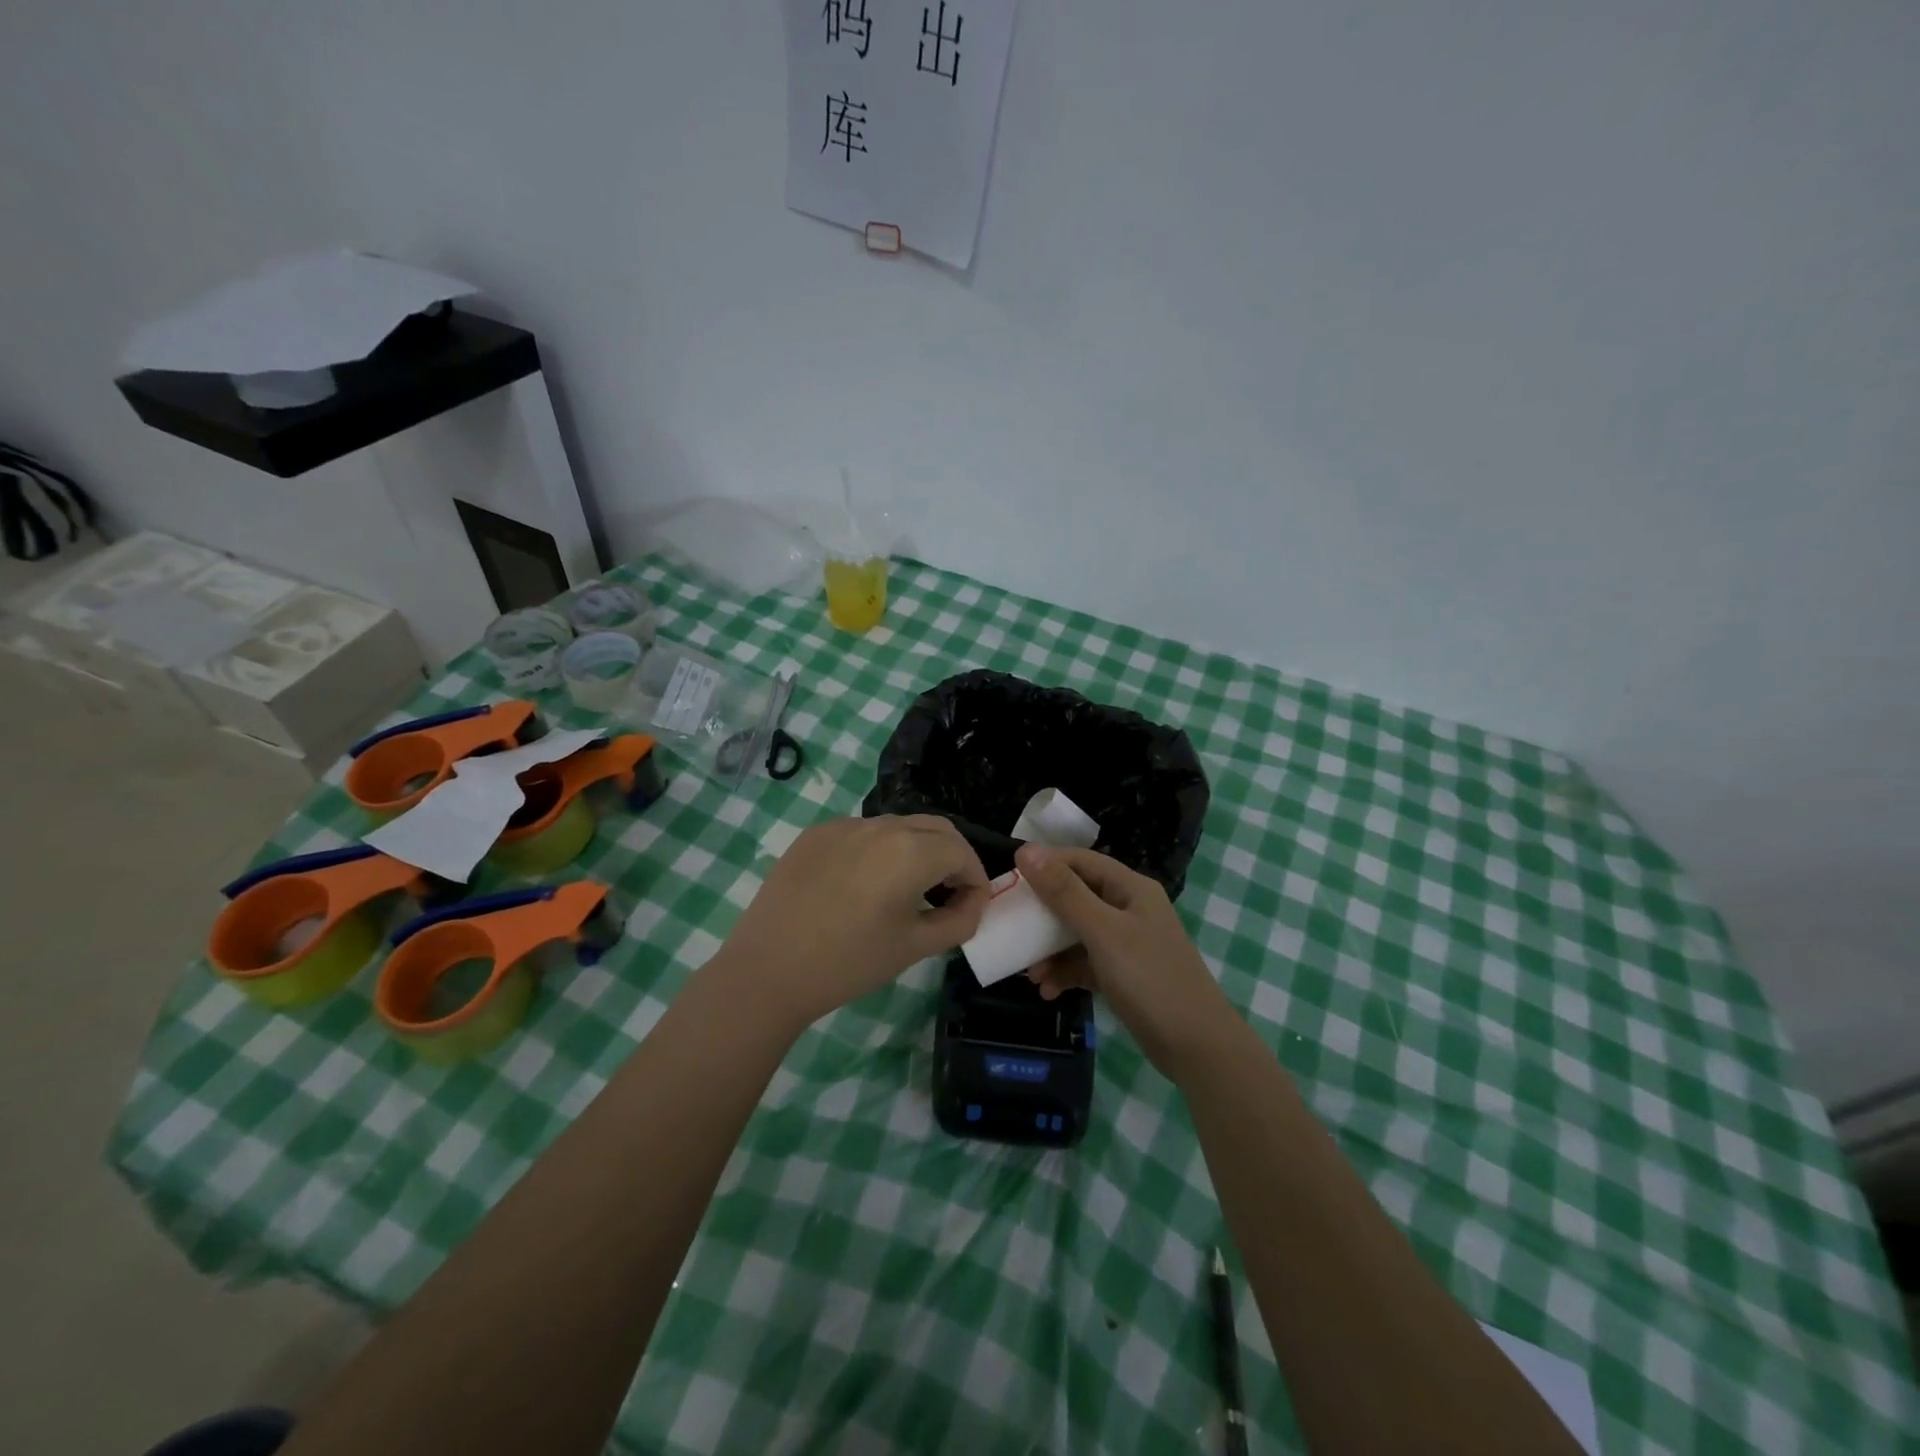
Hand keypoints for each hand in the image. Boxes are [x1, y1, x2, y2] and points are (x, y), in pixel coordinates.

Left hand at [711, 815, 989, 1030]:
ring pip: (898, 826)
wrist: (768, 970)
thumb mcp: (915, 947)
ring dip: (916, 850)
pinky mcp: (815, 834)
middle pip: (935, 828)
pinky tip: (865, 885)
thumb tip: (973, 904)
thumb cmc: (849, 963)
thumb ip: (958, 921)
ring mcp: (844, 825)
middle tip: (951, 892)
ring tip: (909, 889)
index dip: (976, 878)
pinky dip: (879, 850)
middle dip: (952, 856)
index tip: (974, 905)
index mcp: (910, 850)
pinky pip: (862, 833)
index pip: (961, 851)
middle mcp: (880, 826)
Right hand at [1016, 844, 1239, 1083]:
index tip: (1009, 880)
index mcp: (1130, 888)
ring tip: (1031, 974)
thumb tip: (1026, 851)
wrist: (1197, 1046)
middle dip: (1043, 916)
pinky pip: (1086, 963)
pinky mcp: (1124, 974)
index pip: (1080, 861)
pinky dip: (1066, 973)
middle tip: (1013, 929)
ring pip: (1077, 934)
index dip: (1045, 865)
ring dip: (1051, 951)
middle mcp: (1129, 908)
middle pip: (1076, 897)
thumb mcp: (1103, 932)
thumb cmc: (1150, 978)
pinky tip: (1049, 991)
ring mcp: (1128, 943)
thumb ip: (1064, 892)